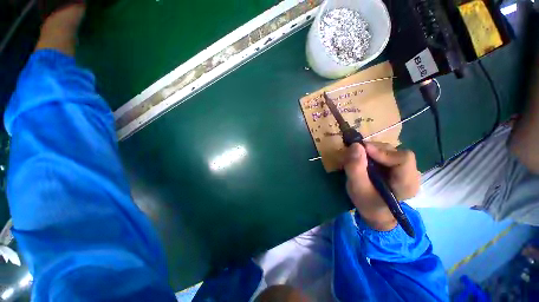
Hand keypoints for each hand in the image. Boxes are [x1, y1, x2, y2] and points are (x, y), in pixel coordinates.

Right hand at [344, 142, 419, 230]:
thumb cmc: (366, 203)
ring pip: (389, 150)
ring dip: (370, 151)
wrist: (373, 210)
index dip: (382, 152)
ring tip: (357, 158)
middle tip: (354, 154)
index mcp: (407, 184)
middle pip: (394, 152)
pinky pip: (385, 153)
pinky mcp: (397, 166)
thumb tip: (355, 145)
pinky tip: (363, 160)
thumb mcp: (357, 188)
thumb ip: (355, 168)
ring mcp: (405, 169)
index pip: (404, 159)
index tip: (361, 151)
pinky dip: (371, 153)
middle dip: (372, 150)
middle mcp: (411, 173)